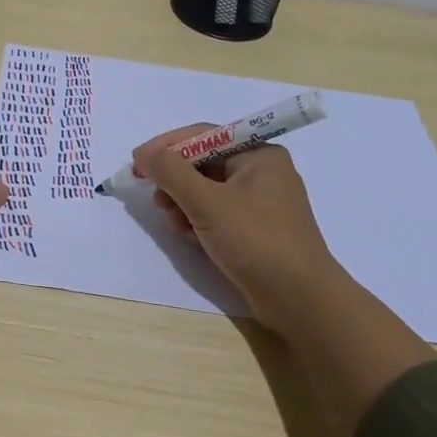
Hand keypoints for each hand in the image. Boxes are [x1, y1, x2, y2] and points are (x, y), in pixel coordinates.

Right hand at [134, 124, 349, 336]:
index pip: (204, 136)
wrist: (299, 300)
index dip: (166, 147)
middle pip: (204, 164)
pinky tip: (191, 238)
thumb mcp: (206, 202)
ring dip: (184, 204)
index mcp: (259, 154)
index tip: (137, 163)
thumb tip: (144, 153)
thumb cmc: (255, 240)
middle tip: (157, 201)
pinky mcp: (257, 230)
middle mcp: (262, 172)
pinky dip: (200, 221)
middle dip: (176, 182)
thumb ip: (171, 172)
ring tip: (175, 225)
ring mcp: (261, 203)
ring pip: (208, 191)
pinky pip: (218, 214)